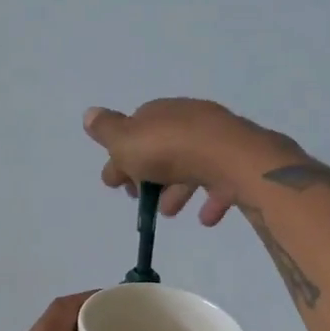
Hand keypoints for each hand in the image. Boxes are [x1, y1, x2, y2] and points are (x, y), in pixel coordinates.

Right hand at [82, 99, 295, 223]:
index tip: (115, 184)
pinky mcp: (240, 162)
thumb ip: (106, 130)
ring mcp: (218, 141)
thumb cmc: (170, 151)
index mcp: (161, 112)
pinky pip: (221, 181)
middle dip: (149, 175)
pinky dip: (210, 199)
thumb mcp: (126, 140)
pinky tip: (205, 218)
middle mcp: (190, 120)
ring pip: (191, 165)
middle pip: (163, 148)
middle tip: (140, 200)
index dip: (121, 156)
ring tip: (169, 212)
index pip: (135, 129)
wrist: (232, 159)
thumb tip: (90, 113)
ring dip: (176, 189)